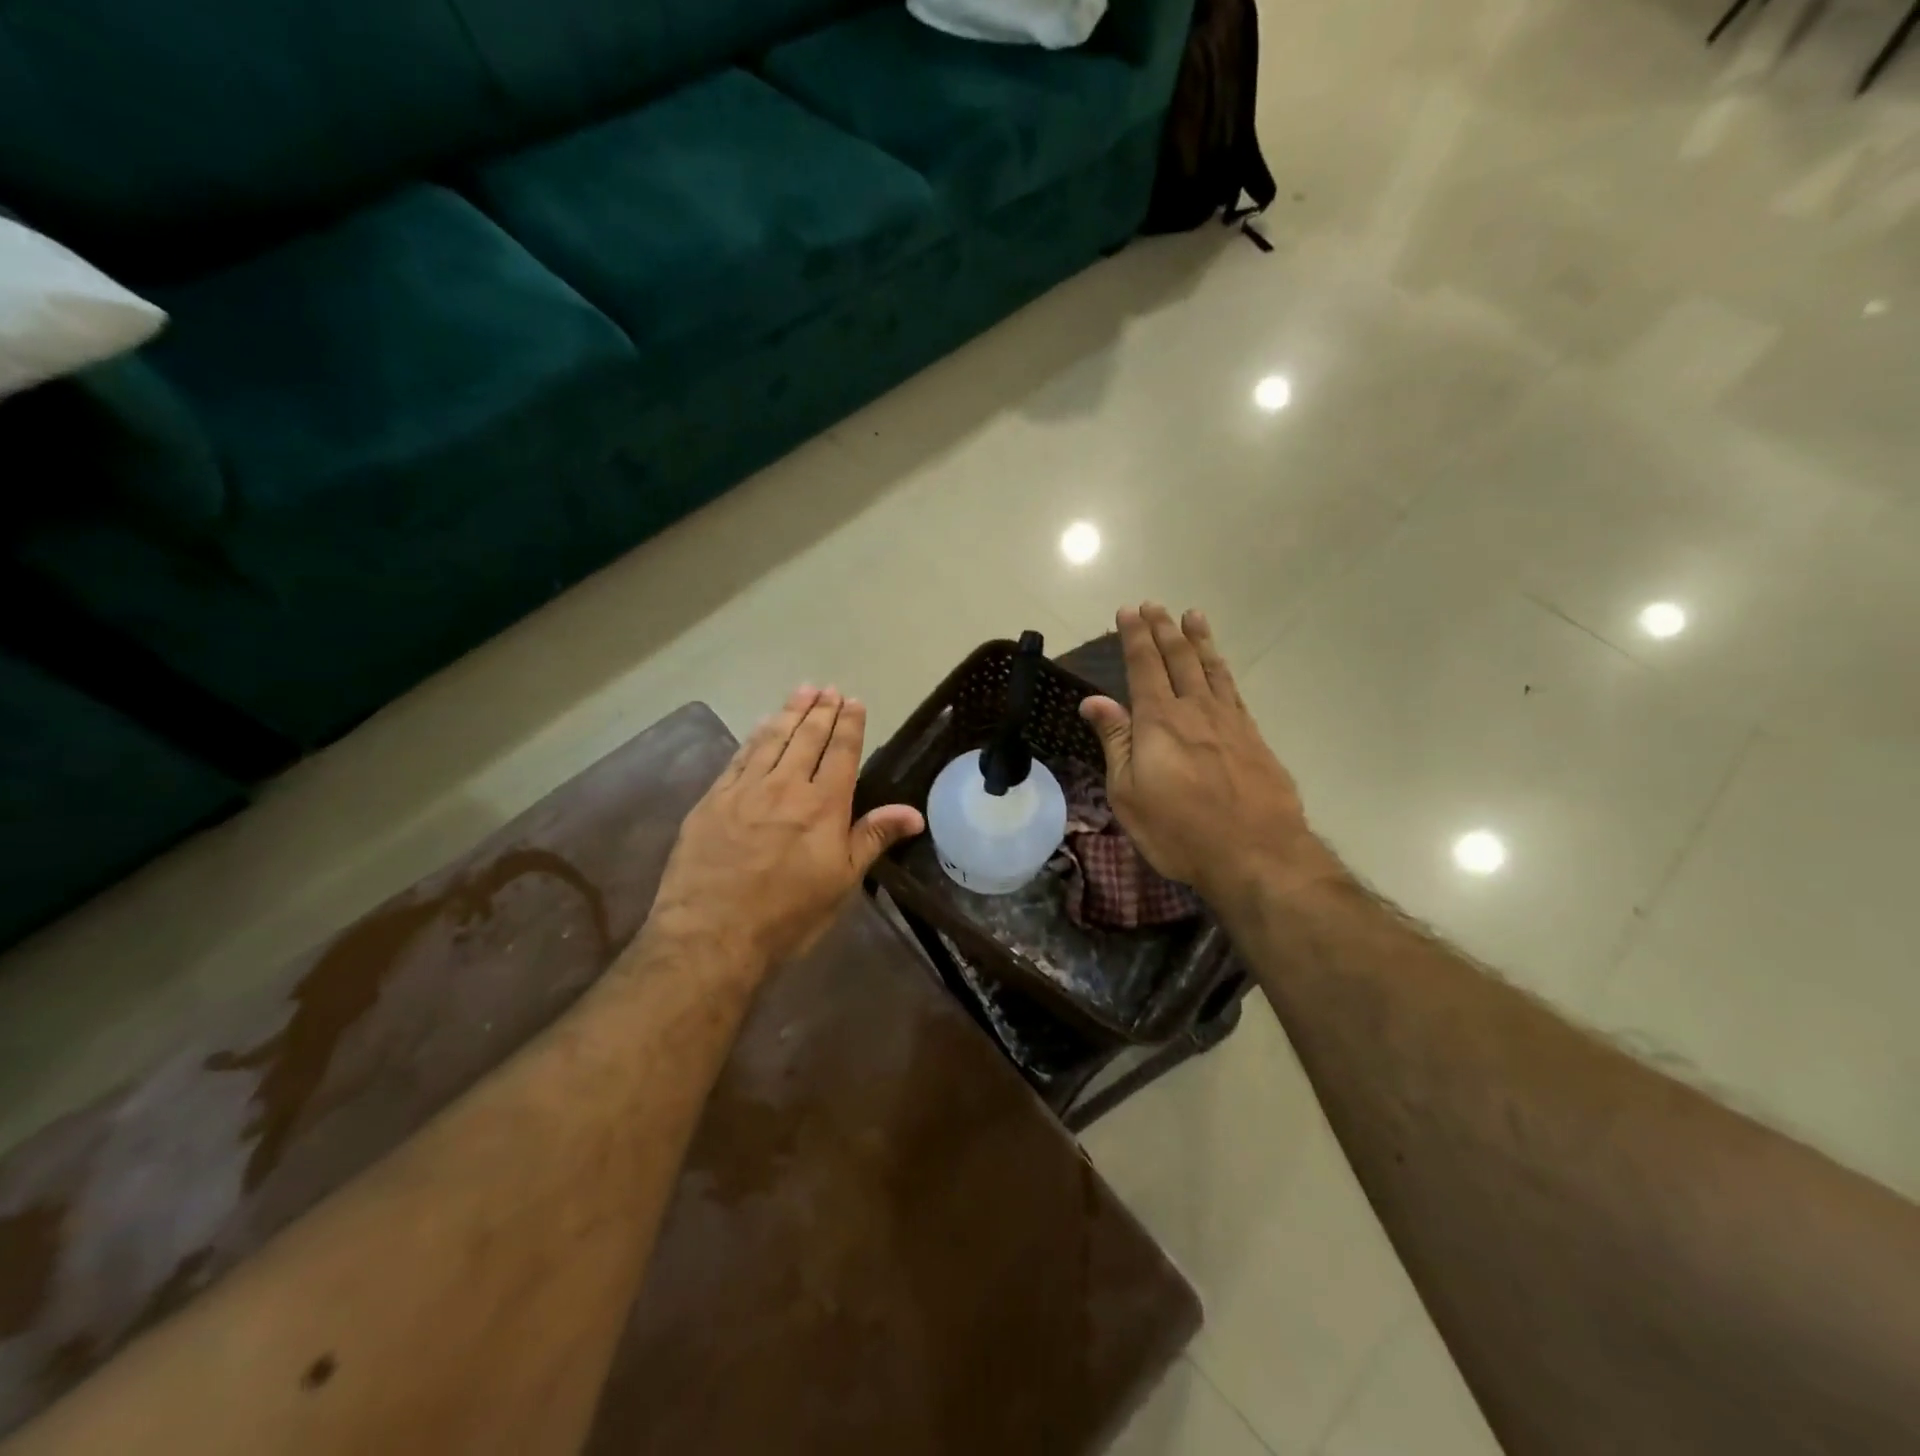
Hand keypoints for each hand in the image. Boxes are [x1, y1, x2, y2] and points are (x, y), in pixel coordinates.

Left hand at [648, 687, 924, 972]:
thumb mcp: (842, 881)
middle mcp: (786, 786)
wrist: (712, 933)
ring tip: (803, 690)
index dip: (849, 724)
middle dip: (821, 710)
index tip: (854, 701)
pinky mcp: (713, 799)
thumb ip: (873, 838)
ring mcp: (745, 789)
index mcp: (824, 806)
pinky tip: (761, 725)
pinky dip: (755, 736)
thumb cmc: (788, 914)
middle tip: (828, 689)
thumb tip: (914, 813)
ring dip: (790, 712)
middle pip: (807, 738)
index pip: (841, 752)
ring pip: (772, 739)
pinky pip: (740, 756)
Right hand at [1079, 605, 1333, 908]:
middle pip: (1178, 659)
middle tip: (1155, 605)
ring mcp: (1230, 721)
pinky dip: (1223, 670)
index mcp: (1159, 721)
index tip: (1129, 610)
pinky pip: (1234, 690)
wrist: (1256, 853)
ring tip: (1192, 616)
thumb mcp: (1128, 793)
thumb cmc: (1179, 830)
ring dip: (1199, 639)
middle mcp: (1195, 710)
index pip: (1143, 666)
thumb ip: (1114, 742)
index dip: (1135, 636)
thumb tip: (1093, 701)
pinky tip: (1220, 667)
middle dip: (1164, 629)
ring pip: (1211, 668)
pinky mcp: (1253, 738)